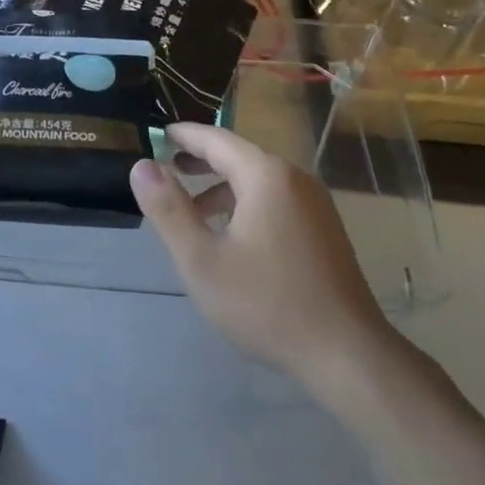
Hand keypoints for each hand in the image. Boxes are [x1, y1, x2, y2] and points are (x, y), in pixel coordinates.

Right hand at [130, 123, 401, 390]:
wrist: (343, 350)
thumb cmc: (264, 303)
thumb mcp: (201, 259)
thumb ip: (169, 210)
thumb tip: (142, 167)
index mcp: (266, 177)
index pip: (218, 140)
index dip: (185, 136)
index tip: (159, 134)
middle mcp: (296, 180)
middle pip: (242, 157)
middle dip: (203, 159)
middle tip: (168, 166)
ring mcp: (316, 206)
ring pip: (260, 182)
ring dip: (223, 186)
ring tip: (192, 207)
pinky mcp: (324, 231)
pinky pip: (277, 201)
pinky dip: (246, 203)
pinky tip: (231, 235)